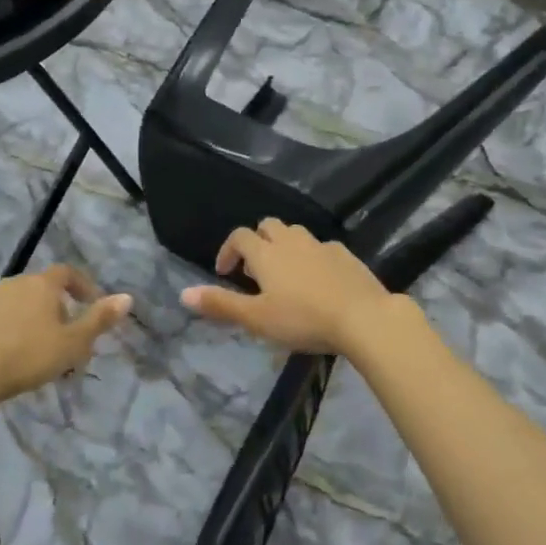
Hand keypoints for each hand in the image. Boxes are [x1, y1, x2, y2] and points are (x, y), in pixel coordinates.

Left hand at [0, 265, 131, 402]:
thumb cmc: (28, 355)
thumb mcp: (73, 342)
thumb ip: (99, 320)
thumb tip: (127, 297)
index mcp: (41, 284)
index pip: (67, 273)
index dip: (82, 286)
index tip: (91, 304)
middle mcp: (13, 284)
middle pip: (41, 289)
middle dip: (56, 308)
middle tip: (66, 335)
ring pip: (16, 305)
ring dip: (29, 320)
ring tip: (37, 350)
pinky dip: (5, 332)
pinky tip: (7, 358)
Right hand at [180, 219, 395, 356]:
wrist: (362, 316)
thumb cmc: (303, 319)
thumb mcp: (256, 318)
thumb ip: (221, 304)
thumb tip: (183, 294)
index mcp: (266, 252)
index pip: (239, 236)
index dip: (228, 250)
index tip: (224, 273)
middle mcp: (291, 240)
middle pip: (268, 225)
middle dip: (257, 241)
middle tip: (254, 270)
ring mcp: (320, 245)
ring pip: (295, 233)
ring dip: (284, 245)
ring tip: (284, 273)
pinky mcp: (344, 254)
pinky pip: (321, 247)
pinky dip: (311, 256)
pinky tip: (317, 279)